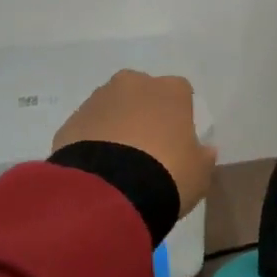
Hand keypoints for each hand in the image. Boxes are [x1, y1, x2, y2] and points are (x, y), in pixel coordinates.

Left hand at [54, 71, 216, 217]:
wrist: (110, 191)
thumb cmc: (167, 173)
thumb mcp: (200, 172)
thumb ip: (203, 156)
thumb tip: (205, 149)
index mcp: (170, 90)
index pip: (180, 93)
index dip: (179, 116)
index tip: (177, 140)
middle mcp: (133, 84)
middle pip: (142, 93)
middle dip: (144, 114)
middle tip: (147, 148)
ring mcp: (98, 99)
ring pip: (112, 108)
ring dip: (116, 126)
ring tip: (118, 163)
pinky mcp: (71, 121)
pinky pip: (89, 128)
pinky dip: (93, 142)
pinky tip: (98, 170)